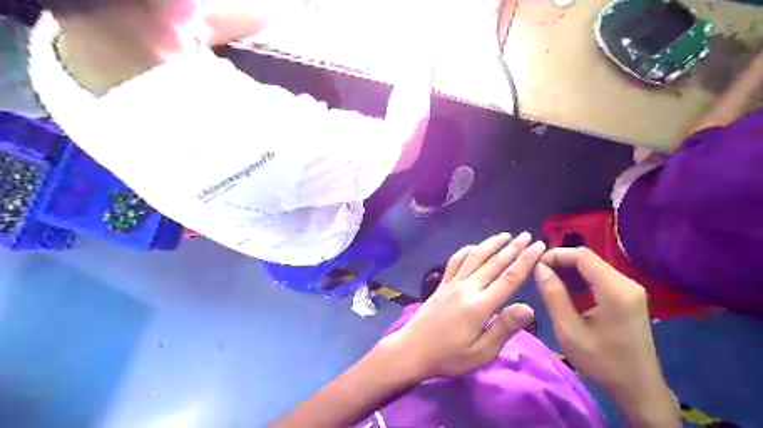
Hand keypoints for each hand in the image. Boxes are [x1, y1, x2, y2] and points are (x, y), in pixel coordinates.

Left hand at [381, 233, 542, 378]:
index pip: (509, 278)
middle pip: (493, 262)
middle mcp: (466, 288)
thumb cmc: (449, 356)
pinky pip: (455, 261)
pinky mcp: (441, 284)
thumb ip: (504, 328)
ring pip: (474, 257)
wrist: (412, 350)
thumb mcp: (481, 352)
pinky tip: (474, 247)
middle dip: (512, 247)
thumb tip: (529, 307)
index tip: (539, 246)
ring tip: (505, 235)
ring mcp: (451, 283)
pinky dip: (466, 250)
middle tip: (527, 235)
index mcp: (479, 305)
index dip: (525, 260)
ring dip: (491, 244)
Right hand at [535, 247, 678, 426]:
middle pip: (588, 259)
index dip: (556, 254)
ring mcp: (630, 289)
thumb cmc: (602, 362)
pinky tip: (566, 290)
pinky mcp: (629, 297)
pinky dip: (580, 278)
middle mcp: (627, 283)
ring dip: (569, 270)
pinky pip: (600, 277)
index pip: (582, 256)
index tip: (535, 265)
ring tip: (547, 281)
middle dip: (560, 262)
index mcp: (615, 290)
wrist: (639, 389)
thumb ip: (553, 295)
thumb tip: (539, 268)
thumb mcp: (569, 331)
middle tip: (538, 274)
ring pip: (593, 267)